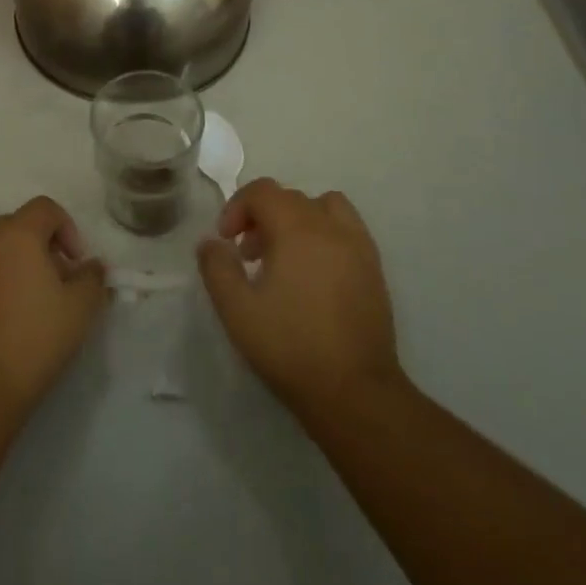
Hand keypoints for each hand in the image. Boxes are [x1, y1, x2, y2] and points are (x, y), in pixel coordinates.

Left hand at [0, 196, 106, 417]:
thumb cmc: (33, 339)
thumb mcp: (80, 309)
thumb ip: (92, 279)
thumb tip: (91, 267)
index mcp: (16, 234)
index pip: (45, 208)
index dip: (67, 228)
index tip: (76, 263)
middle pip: (17, 227)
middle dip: (41, 247)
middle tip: (57, 283)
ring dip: (14, 265)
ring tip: (29, 305)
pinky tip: (3, 324)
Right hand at [197, 179, 403, 419]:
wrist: (355, 393)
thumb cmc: (291, 347)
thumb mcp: (237, 310)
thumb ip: (217, 268)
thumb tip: (211, 243)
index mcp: (297, 228)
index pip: (262, 191)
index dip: (237, 208)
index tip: (226, 241)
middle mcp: (330, 226)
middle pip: (290, 198)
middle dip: (262, 217)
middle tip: (248, 256)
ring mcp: (358, 246)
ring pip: (324, 207)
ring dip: (298, 219)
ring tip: (285, 256)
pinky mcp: (374, 269)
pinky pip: (347, 229)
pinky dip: (326, 235)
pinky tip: (315, 273)